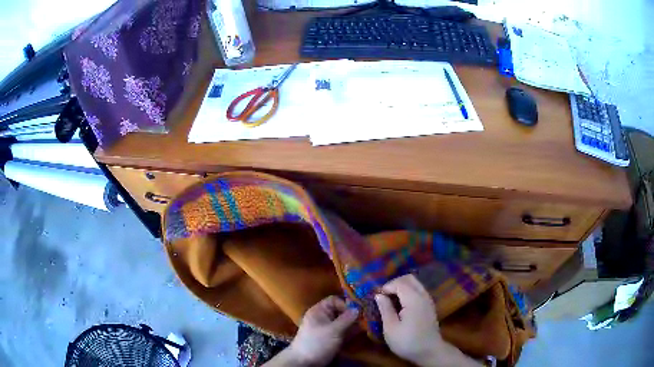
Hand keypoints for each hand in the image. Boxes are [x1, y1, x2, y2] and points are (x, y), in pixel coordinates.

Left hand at [269, 295, 358, 366]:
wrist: (304, 361)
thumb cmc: (317, 342)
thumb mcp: (333, 330)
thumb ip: (346, 319)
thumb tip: (358, 308)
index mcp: (318, 311)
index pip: (334, 300)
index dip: (345, 304)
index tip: (356, 312)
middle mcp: (322, 317)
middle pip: (339, 311)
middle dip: (352, 314)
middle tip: (365, 319)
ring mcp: (326, 328)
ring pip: (342, 322)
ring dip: (352, 324)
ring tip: (365, 326)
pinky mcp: (329, 338)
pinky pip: (341, 331)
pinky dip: (349, 331)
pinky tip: (359, 333)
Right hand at [375, 275, 481, 366]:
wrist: (429, 351)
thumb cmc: (407, 341)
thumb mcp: (391, 328)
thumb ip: (385, 309)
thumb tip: (379, 295)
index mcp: (414, 299)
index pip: (399, 283)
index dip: (386, 287)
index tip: (376, 298)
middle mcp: (423, 295)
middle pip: (409, 278)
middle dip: (394, 283)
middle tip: (383, 296)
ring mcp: (428, 300)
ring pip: (415, 284)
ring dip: (401, 287)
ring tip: (390, 300)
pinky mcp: (429, 306)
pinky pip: (418, 291)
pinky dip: (408, 292)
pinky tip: (401, 305)